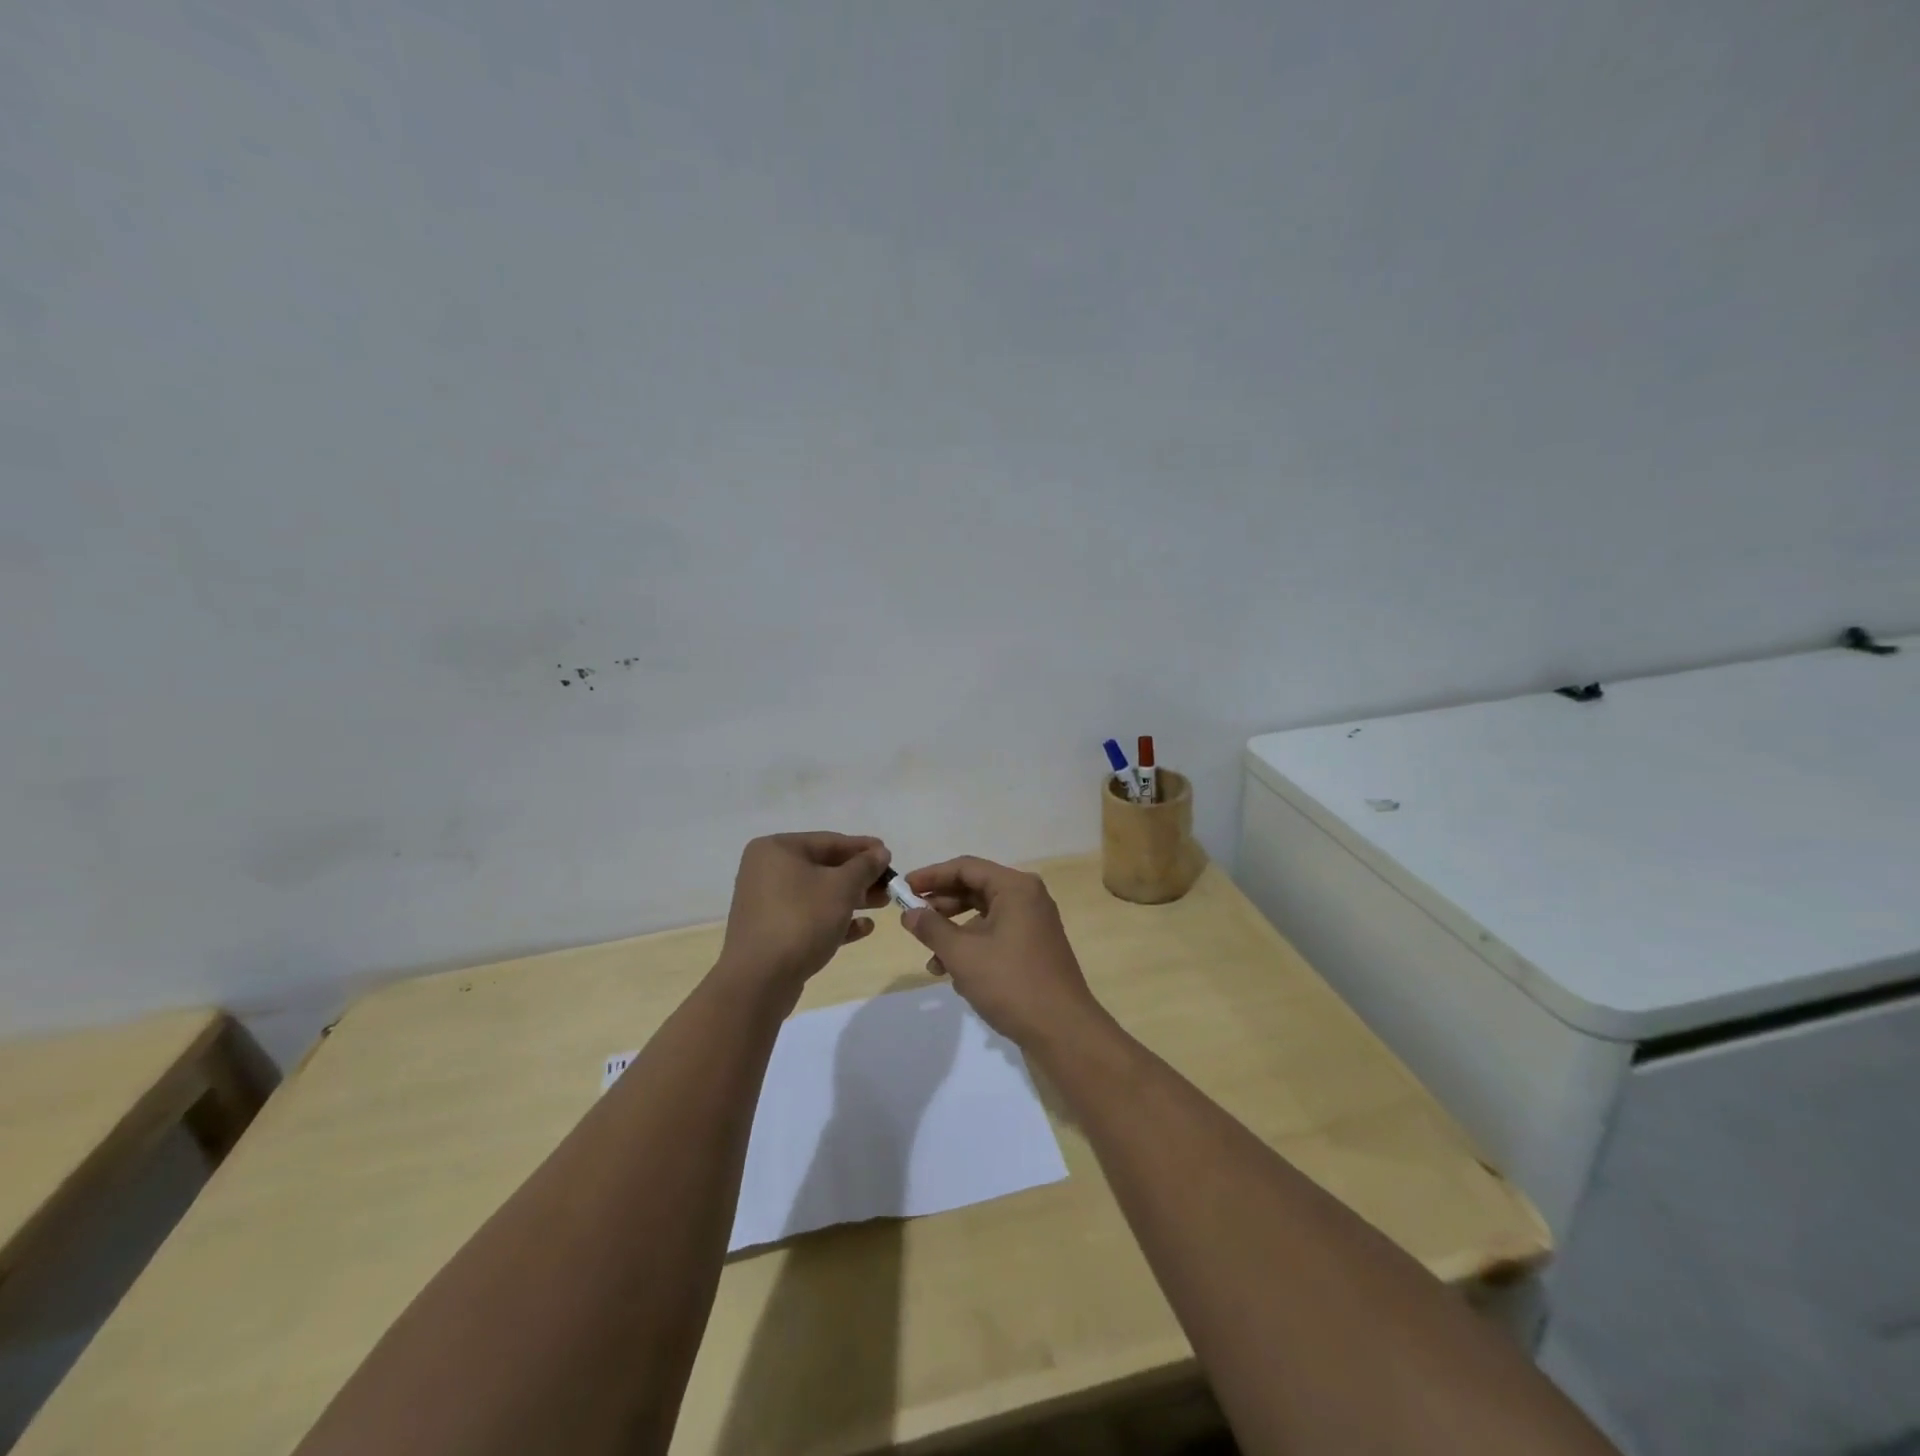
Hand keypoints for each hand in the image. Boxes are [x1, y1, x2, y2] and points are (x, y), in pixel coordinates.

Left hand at [717, 833, 890, 996]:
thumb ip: (864, 866)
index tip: (890, 856)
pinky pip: (809, 917)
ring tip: (883, 904)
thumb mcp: (841, 887)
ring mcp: (767, 903)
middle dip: (860, 877)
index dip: (864, 848)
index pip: (829, 841)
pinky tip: (864, 928)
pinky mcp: (772, 932)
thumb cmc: (801, 920)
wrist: (759, 980)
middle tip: (890, 885)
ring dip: (852, 898)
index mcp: (777, 849)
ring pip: (818, 894)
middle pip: (824, 867)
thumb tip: (880, 852)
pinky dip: (835, 919)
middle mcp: (767, 870)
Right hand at [899, 856, 1105, 1048]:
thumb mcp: (963, 954)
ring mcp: (1033, 924)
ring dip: (954, 932)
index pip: (966, 868)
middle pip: (975, 889)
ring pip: (984, 916)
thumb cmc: (1011, 983)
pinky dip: (973, 947)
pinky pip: (996, 935)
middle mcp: (1028, 898)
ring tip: (931, 957)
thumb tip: (909, 913)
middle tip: (912, 918)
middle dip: (941, 905)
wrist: (1063, 1030)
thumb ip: (932, 928)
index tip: (903, 888)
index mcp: (1016, 888)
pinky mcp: (1034, 948)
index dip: (931, 876)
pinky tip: (954, 974)